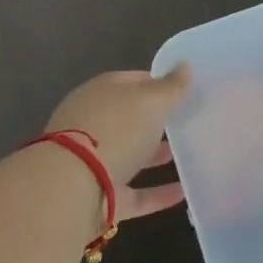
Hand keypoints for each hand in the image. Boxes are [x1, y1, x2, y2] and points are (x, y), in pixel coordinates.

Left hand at [43, 66, 189, 221]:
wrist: (71, 188)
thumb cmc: (115, 129)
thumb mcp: (152, 100)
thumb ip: (171, 87)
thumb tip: (185, 66)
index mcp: (101, 93)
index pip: (133, 81)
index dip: (159, 83)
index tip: (185, 91)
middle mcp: (93, 124)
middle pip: (129, 119)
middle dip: (156, 121)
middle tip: (189, 122)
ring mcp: (93, 162)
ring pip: (130, 155)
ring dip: (156, 156)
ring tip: (191, 155)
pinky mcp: (99, 197)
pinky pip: (134, 193)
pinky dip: (157, 193)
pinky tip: (184, 192)